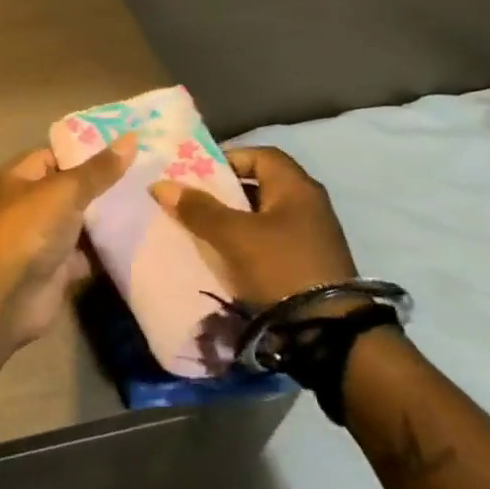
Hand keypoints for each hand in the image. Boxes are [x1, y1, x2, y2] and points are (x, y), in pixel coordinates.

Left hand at [0, 136, 134, 346]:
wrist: (7, 294)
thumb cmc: (29, 229)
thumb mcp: (65, 191)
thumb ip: (98, 170)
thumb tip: (131, 138)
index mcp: (24, 177)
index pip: (58, 155)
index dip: (89, 150)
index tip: (128, 148)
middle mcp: (34, 204)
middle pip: (74, 189)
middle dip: (107, 185)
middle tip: (151, 175)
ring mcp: (47, 237)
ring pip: (84, 223)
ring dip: (111, 218)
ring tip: (155, 202)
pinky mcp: (61, 268)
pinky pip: (90, 254)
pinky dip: (111, 250)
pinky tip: (144, 240)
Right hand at [150, 147, 356, 308]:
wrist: (329, 333)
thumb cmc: (280, 267)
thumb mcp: (233, 236)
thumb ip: (197, 209)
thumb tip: (161, 185)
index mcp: (296, 187)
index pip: (260, 155)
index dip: (227, 159)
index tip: (197, 174)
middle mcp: (309, 205)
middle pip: (260, 186)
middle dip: (225, 192)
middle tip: (193, 202)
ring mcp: (313, 237)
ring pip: (264, 216)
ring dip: (234, 220)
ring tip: (203, 231)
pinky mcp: (310, 265)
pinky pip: (271, 242)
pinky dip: (247, 244)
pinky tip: (226, 258)